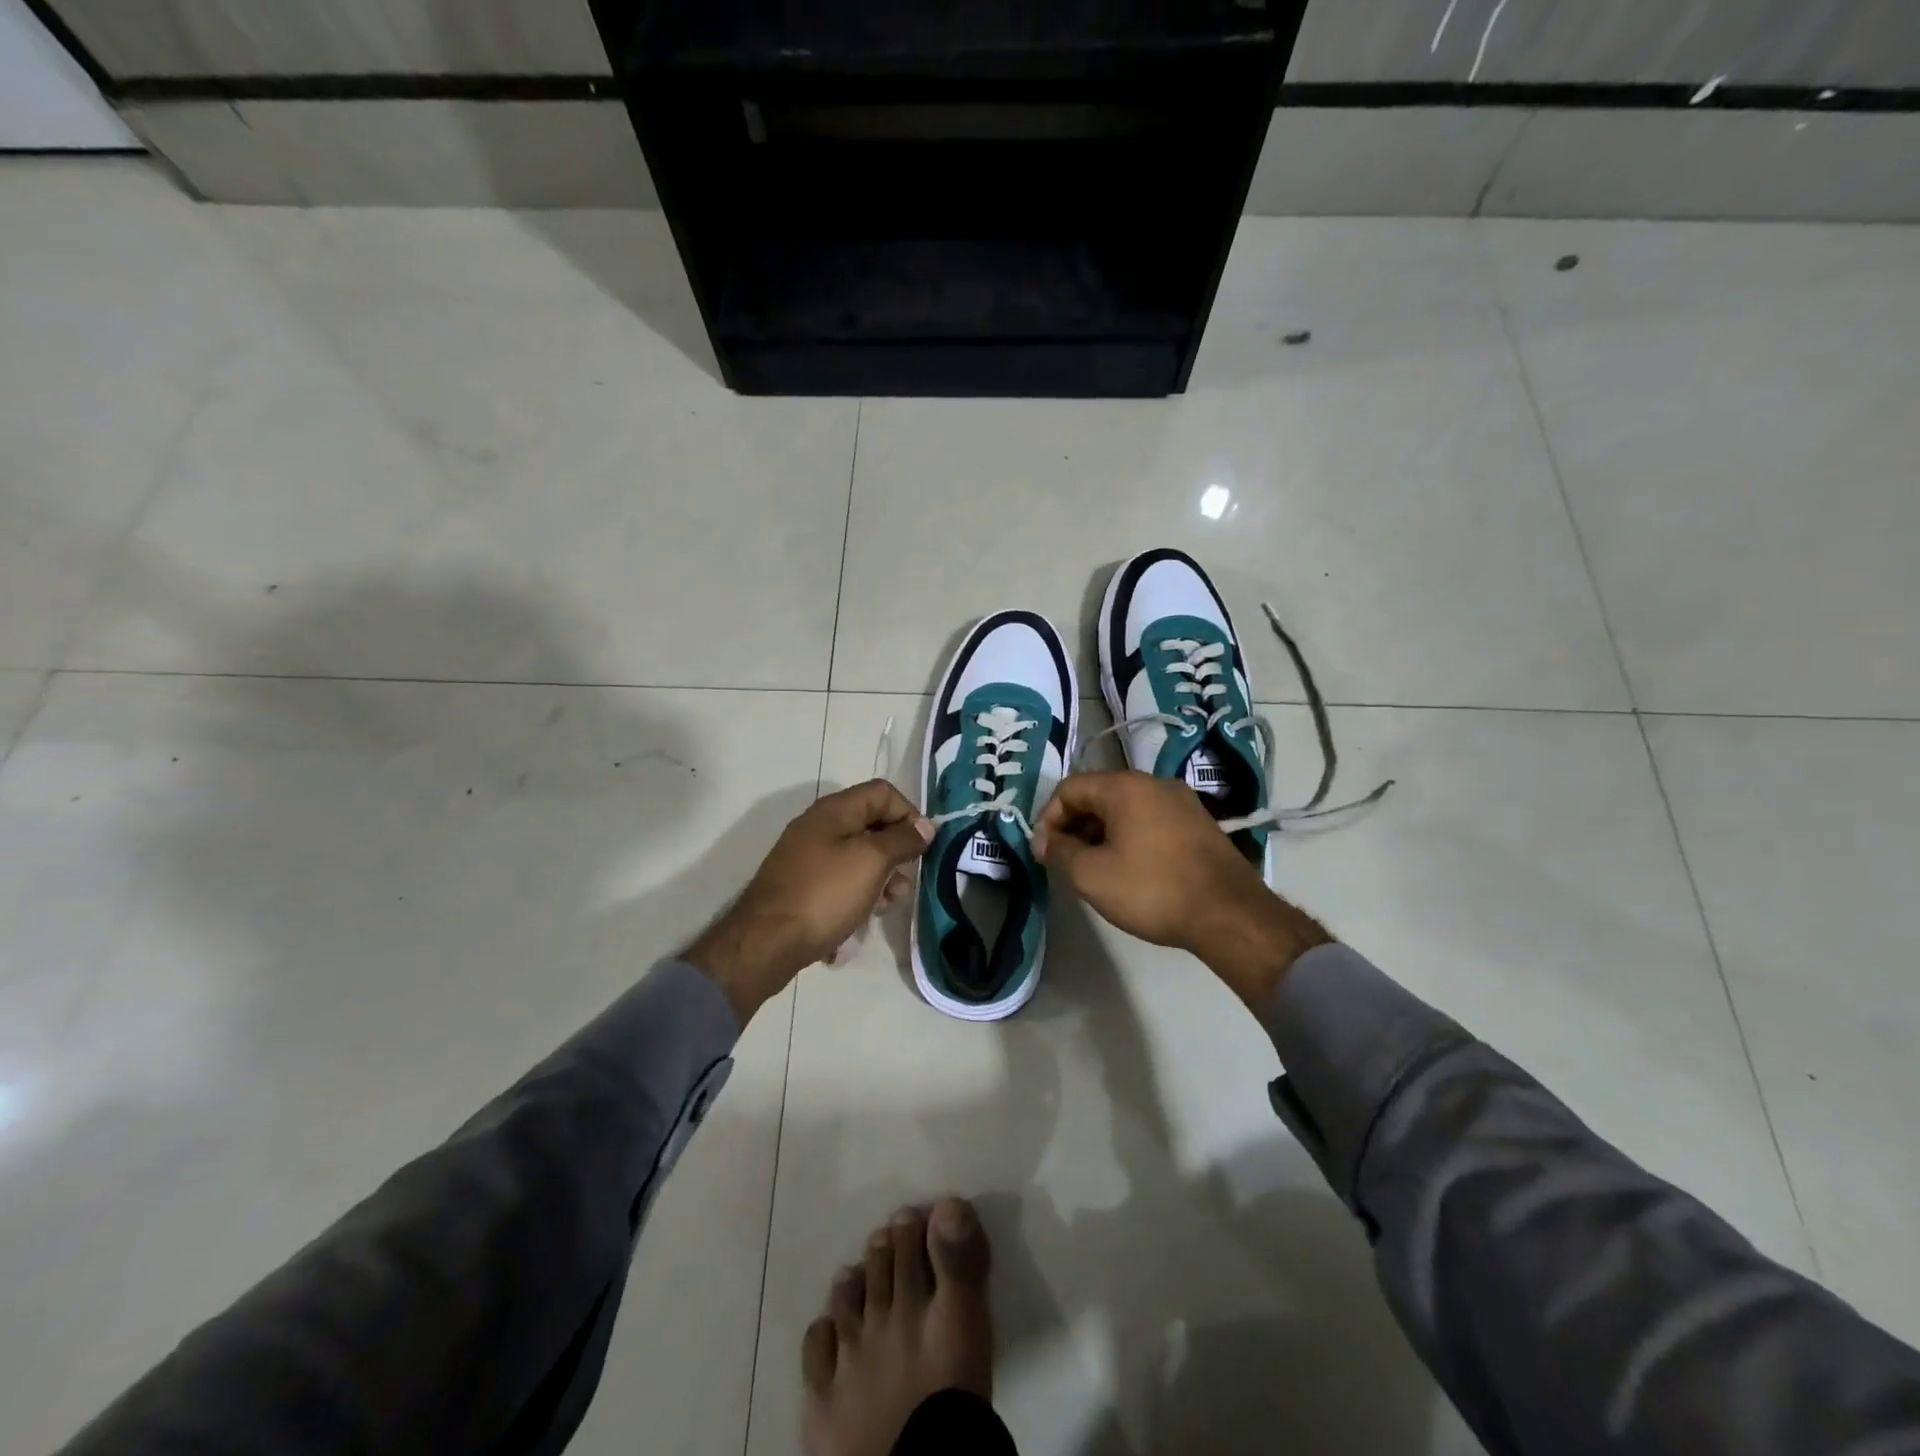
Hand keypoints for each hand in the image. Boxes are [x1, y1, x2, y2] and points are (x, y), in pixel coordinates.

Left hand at [687, 780, 932, 1023]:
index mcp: (834, 810)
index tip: (922, 846)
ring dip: (881, 877)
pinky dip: (859, 893)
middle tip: (904, 881)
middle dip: (896, 851)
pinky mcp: (804, 885)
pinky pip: (842, 879)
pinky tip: (863, 917)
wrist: (766, 942)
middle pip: (872, 824)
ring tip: (886, 905)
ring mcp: (809, 857)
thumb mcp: (871, 861)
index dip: (908, 814)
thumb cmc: (824, 894)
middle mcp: (820, 826)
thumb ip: (902, 839)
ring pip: (859, 856)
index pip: (883, 792)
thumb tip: (926, 826)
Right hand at [1032, 771, 1330, 1004]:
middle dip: (1074, 827)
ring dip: (1100, 834)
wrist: (1230, 914)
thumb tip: (1045, 841)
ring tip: (1095, 870)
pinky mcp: (1198, 824)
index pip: (1069, 789)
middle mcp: (1153, 783)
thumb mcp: (1091, 875)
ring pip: (1124, 809)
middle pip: (1097, 795)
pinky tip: (1129, 870)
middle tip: (1065, 863)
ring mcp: (1181, 802)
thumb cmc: (1152, 889)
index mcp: (1125, 786)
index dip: (1048, 819)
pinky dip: (1128, 838)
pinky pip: (1149, 821)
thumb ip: (1060, 852)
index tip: (1044, 854)